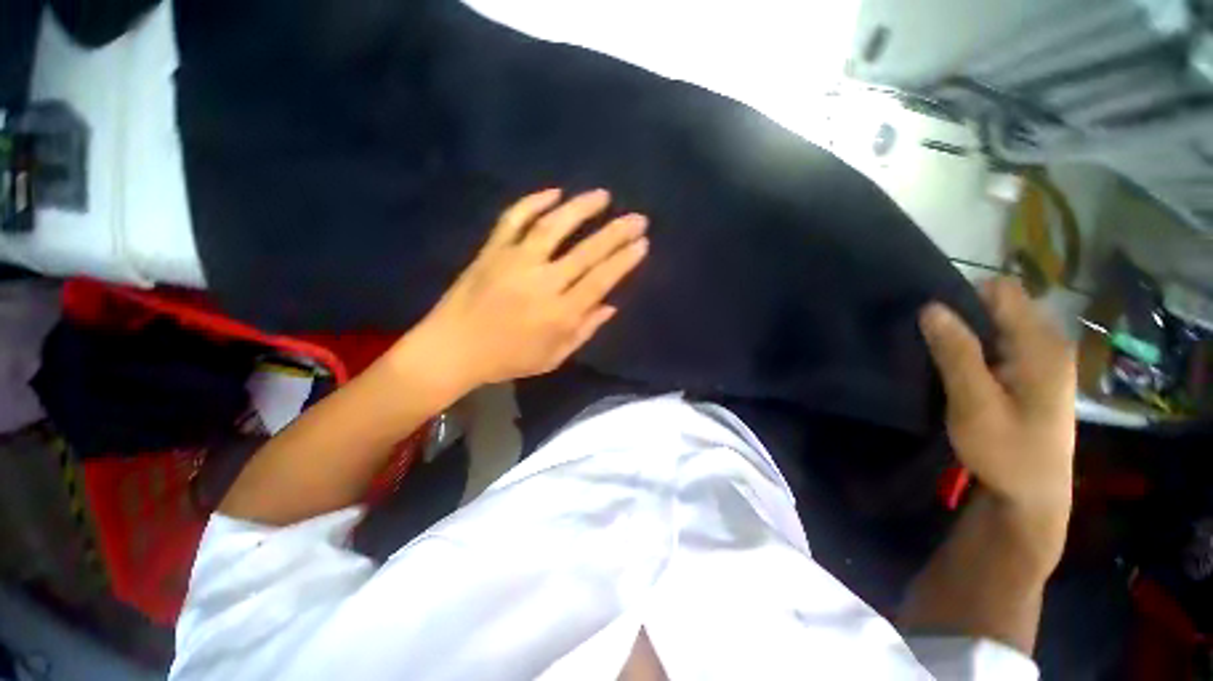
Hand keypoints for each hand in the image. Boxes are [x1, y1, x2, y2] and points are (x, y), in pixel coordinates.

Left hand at [401, 188, 647, 394]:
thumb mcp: (552, 357)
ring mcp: (514, 262)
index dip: (623, 260)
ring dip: (580, 208)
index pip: (600, 281)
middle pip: (586, 252)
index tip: (642, 243)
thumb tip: (610, 306)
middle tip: (637, 218)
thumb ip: (584, 331)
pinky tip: (554, 192)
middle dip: (616, 232)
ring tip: (603, 195)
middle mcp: (541, 283)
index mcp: (559, 314)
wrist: (452, 349)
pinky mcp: (492, 251)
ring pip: (553, 227)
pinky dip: (533, 202)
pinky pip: (513, 219)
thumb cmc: (507, 359)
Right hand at [920, 279, 1075, 543]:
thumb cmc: (1007, 452)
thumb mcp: (975, 404)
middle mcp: (1049, 344)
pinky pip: (1001, 344)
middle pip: (1000, 306)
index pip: (1002, 291)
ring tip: (940, 358)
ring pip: (998, 326)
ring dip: (967, 335)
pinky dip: (977, 350)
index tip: (933, 322)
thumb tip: (931, 307)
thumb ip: (956, 353)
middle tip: (931, 344)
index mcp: (1041, 345)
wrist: (1033, 496)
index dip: (964, 298)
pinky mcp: (1034, 375)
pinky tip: (961, 372)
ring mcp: (1044, 360)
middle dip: (962, 316)